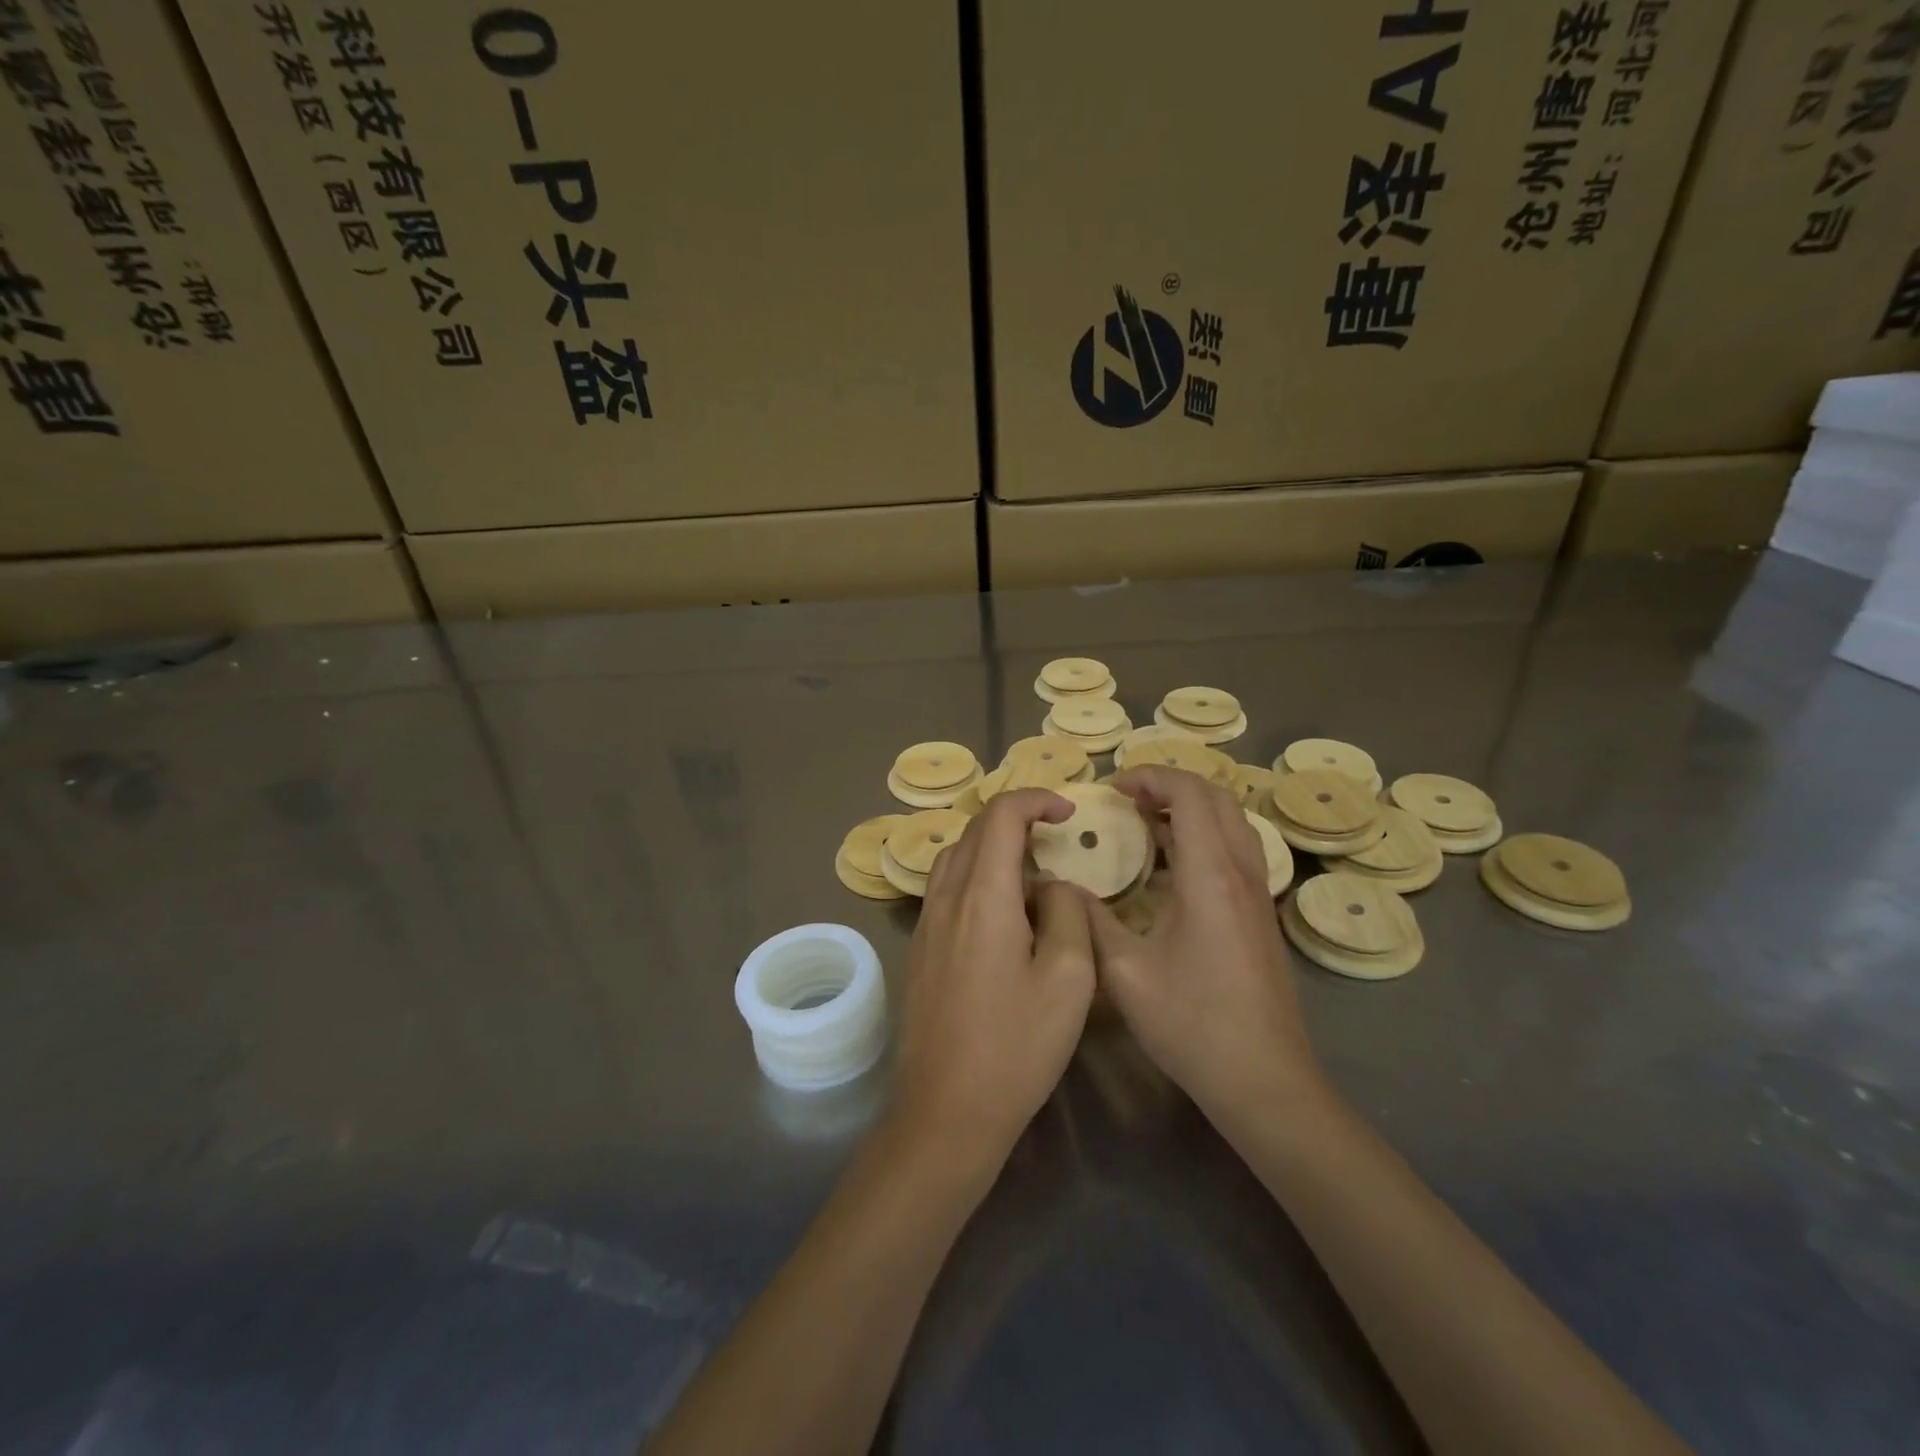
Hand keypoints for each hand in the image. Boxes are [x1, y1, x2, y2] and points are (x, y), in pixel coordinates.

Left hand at [891, 789, 1096, 1175]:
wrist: (945, 1111)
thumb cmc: (1015, 1047)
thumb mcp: (1069, 979)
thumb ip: (1069, 913)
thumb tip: (1055, 886)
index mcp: (982, 896)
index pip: (1000, 816)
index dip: (1035, 799)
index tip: (1068, 811)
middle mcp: (945, 898)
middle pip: (974, 831)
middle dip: (1016, 821)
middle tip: (1056, 841)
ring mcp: (926, 924)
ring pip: (956, 858)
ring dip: (993, 849)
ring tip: (1033, 877)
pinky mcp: (920, 949)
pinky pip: (947, 889)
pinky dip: (977, 877)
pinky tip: (1004, 915)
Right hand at [1082, 766, 1325, 1123]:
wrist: (1264, 1080)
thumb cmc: (1192, 1023)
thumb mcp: (1124, 972)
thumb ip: (1090, 920)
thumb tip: (1061, 887)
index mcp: (1209, 876)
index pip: (1190, 794)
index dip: (1151, 777)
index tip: (1112, 786)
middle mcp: (1241, 873)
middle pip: (1217, 798)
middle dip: (1170, 785)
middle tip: (1126, 797)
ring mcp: (1257, 895)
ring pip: (1231, 823)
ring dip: (1190, 808)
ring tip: (1145, 821)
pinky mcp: (1261, 916)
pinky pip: (1235, 850)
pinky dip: (1203, 835)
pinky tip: (1170, 866)